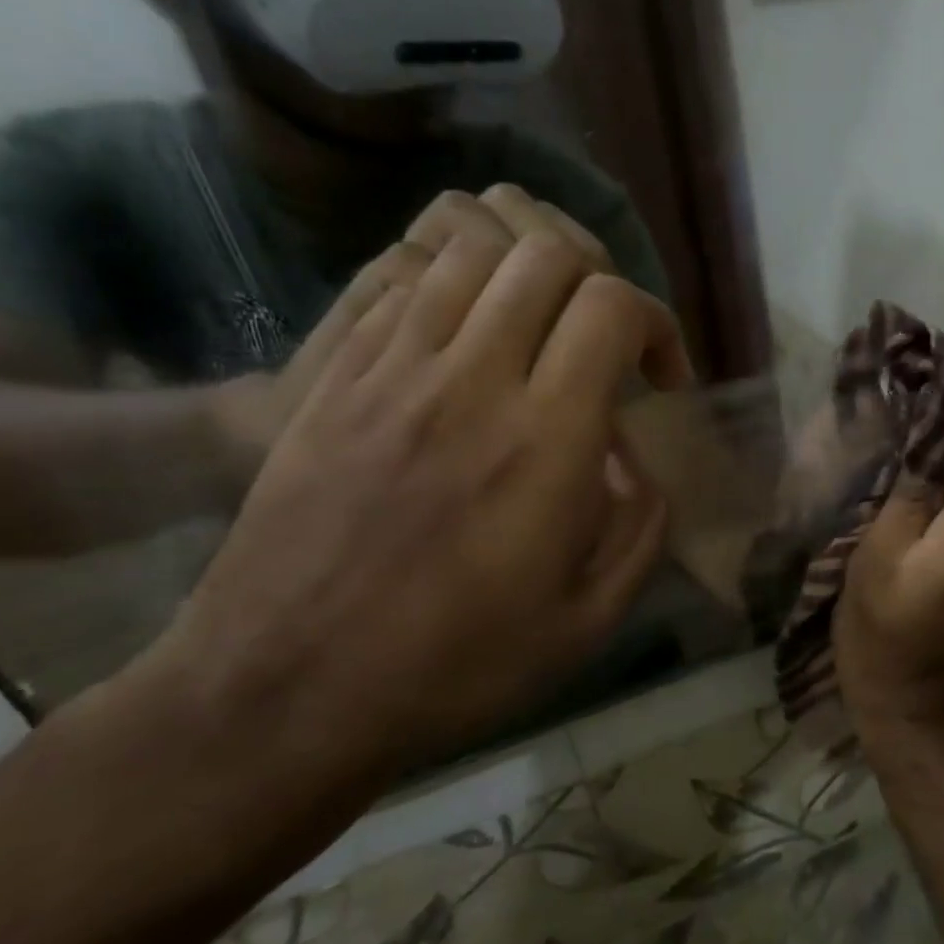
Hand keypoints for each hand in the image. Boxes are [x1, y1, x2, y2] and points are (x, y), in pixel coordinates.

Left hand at [154, 189, 693, 774]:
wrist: (283, 693)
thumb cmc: (454, 668)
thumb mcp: (589, 621)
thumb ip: (641, 528)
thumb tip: (635, 462)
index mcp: (545, 442)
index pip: (612, 307)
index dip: (656, 324)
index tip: (660, 380)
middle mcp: (471, 382)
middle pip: (546, 254)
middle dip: (599, 282)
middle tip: (604, 345)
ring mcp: (391, 371)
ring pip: (472, 251)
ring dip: (526, 274)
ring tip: (538, 332)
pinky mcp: (334, 378)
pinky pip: (402, 285)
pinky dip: (456, 288)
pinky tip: (468, 346)